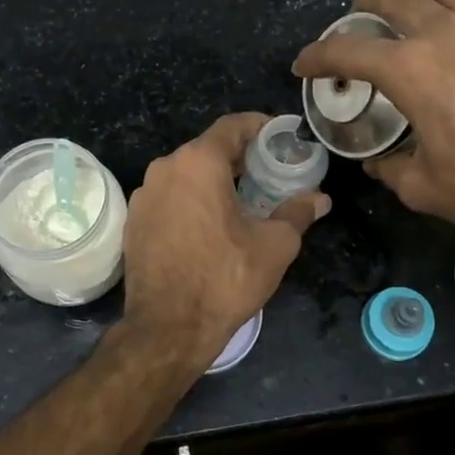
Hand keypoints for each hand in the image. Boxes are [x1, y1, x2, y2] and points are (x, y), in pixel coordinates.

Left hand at [120, 113, 330, 367]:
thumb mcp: (274, 246)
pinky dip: (191, 200)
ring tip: (242, 200)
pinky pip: (169, 197)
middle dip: (239, 157)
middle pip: (207, 149)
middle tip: (268, 173)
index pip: (232, 126)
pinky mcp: (134, 221)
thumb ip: (297, 213)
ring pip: (186, 174)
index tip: (280, 136)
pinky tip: (209, 225)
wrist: (167, 327)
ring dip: (214, 180)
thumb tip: (320, 199)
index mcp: (198, 163)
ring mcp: (144, 195)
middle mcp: (165, 169)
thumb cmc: (225, 279)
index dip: (260, 126)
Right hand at [292, 0, 454, 236]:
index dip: (318, 55)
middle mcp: (448, 31)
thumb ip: (391, 168)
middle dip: (367, 6)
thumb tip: (380, 160)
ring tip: (427, 15)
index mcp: (412, 71)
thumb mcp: (425, 189)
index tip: (305, 63)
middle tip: (364, 21)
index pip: (348, 50)